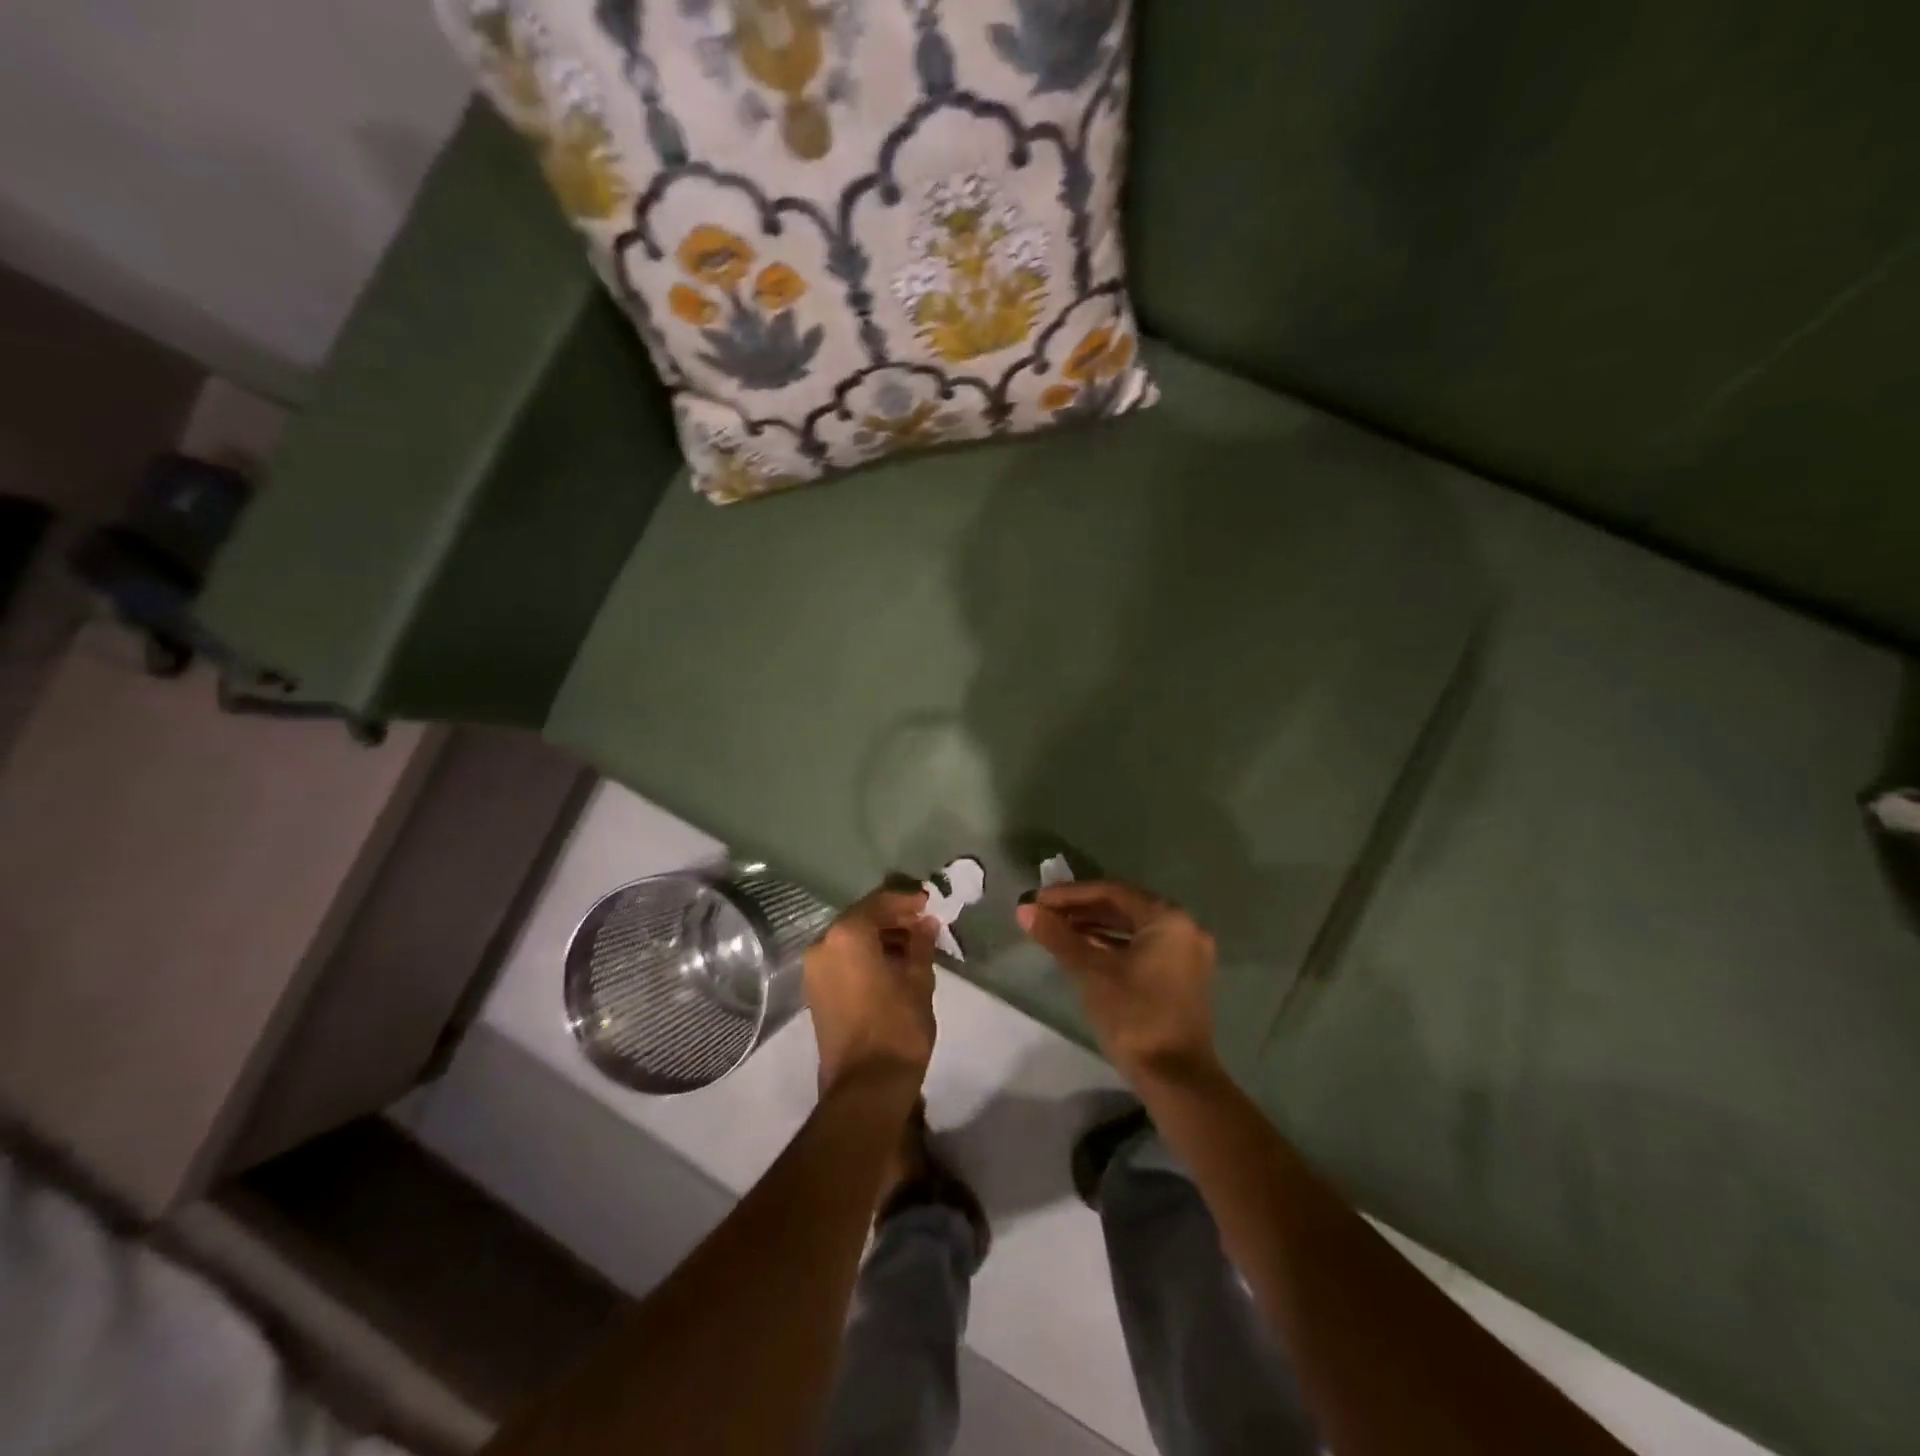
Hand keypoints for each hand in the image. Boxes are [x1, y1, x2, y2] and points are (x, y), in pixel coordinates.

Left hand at [803, 886, 938, 1097]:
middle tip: (924, 923)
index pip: (879, 902)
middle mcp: (823, 944)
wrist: (866, 1085)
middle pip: (861, 918)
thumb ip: (921, 944)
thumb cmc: (898, 1026)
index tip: (929, 902)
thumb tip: (925, 923)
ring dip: (880, 938)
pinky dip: (866, 955)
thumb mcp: (919, 980)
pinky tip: (893, 964)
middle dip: (893, 919)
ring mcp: (815, 969)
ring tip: (914, 945)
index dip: (906, 901)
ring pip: (851, 939)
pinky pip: (843, 959)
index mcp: (847, 934)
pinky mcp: (816, 990)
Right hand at [1017, 880, 1218, 1083]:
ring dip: (1095, 927)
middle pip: (1124, 907)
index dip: (1071, 894)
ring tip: (1057, 930)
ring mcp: (1187, 953)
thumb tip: (1025, 910)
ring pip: (1133, 928)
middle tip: (1045, 913)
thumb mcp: (1091, 972)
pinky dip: (1113, 945)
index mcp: (1168, 918)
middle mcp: (1184, 927)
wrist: (1176, 1080)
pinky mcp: (1183, 977)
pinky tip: (1084, 951)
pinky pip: (1143, 947)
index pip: (1112, 891)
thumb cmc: (1134, 1017)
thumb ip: (1059, 936)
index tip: (1038, 900)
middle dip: (1081, 909)